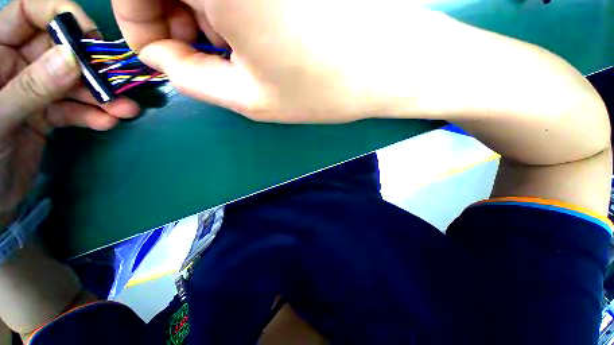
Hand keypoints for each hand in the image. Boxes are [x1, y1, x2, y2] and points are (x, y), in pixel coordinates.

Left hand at [0, 0, 139, 224]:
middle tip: (117, 83)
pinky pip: (73, 108)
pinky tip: (107, 122)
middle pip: (58, 50)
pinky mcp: (46, 113)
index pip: (29, 13)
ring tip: (125, 110)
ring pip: (72, 82)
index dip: (60, 16)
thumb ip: (31, 86)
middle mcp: (16, 65)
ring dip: (99, 96)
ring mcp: (33, 90)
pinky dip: (91, 115)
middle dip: (89, 66)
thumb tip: (73, 59)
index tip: (90, 38)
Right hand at [112, 0, 444, 122]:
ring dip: (199, 11)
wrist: (386, 66)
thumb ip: (194, 76)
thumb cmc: (322, 88)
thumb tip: (165, 55)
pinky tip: (253, 29)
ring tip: (234, 47)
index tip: (166, 55)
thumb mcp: (250, 99)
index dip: (140, 26)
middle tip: (202, 52)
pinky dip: (226, 3)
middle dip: (169, 17)